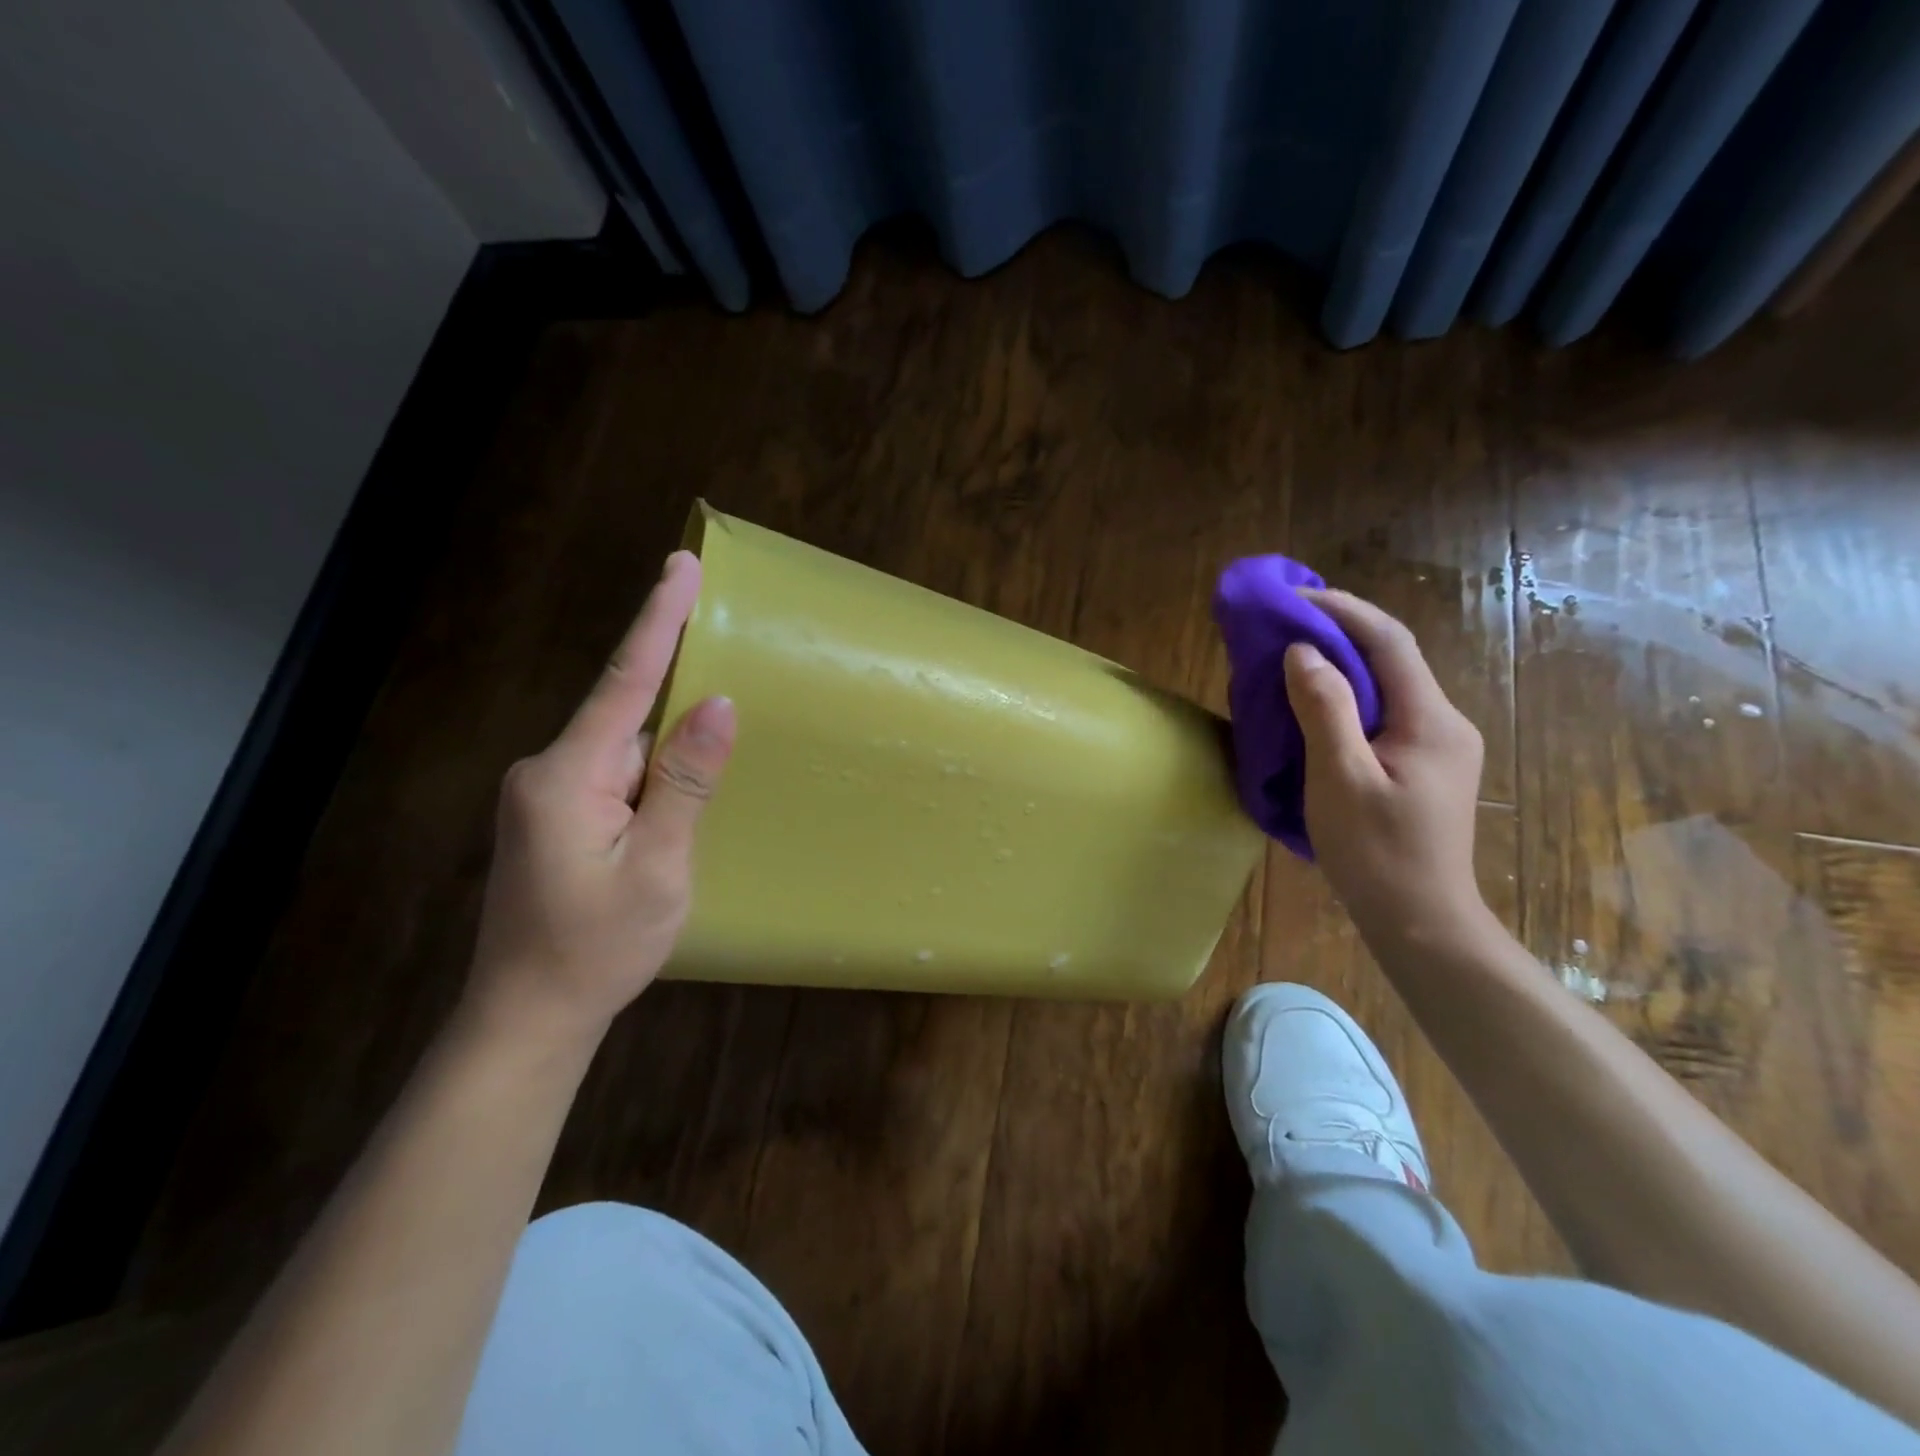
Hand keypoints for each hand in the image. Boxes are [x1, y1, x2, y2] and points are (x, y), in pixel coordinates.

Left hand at [465, 550, 735, 1041]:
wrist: (527, 1018)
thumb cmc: (597, 948)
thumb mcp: (657, 865)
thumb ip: (685, 780)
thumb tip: (719, 704)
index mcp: (567, 776)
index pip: (624, 683)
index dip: (657, 621)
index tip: (681, 567)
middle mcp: (548, 772)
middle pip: (627, 719)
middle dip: (676, 709)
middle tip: (718, 709)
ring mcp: (546, 796)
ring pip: (625, 755)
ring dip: (665, 767)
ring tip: (684, 813)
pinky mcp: (554, 818)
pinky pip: (615, 779)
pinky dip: (650, 785)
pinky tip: (667, 823)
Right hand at [1284, 588, 1491, 952]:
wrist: (1420, 921)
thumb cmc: (1377, 853)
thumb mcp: (1340, 779)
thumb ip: (1324, 710)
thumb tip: (1302, 653)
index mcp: (1431, 720)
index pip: (1390, 641)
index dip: (1343, 610)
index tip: (1294, 598)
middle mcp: (1443, 722)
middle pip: (1392, 658)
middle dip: (1338, 633)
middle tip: (1284, 625)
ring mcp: (1438, 745)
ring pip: (1387, 686)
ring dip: (1340, 665)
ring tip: (1290, 658)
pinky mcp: (1423, 766)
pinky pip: (1383, 713)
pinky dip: (1346, 697)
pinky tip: (1315, 707)